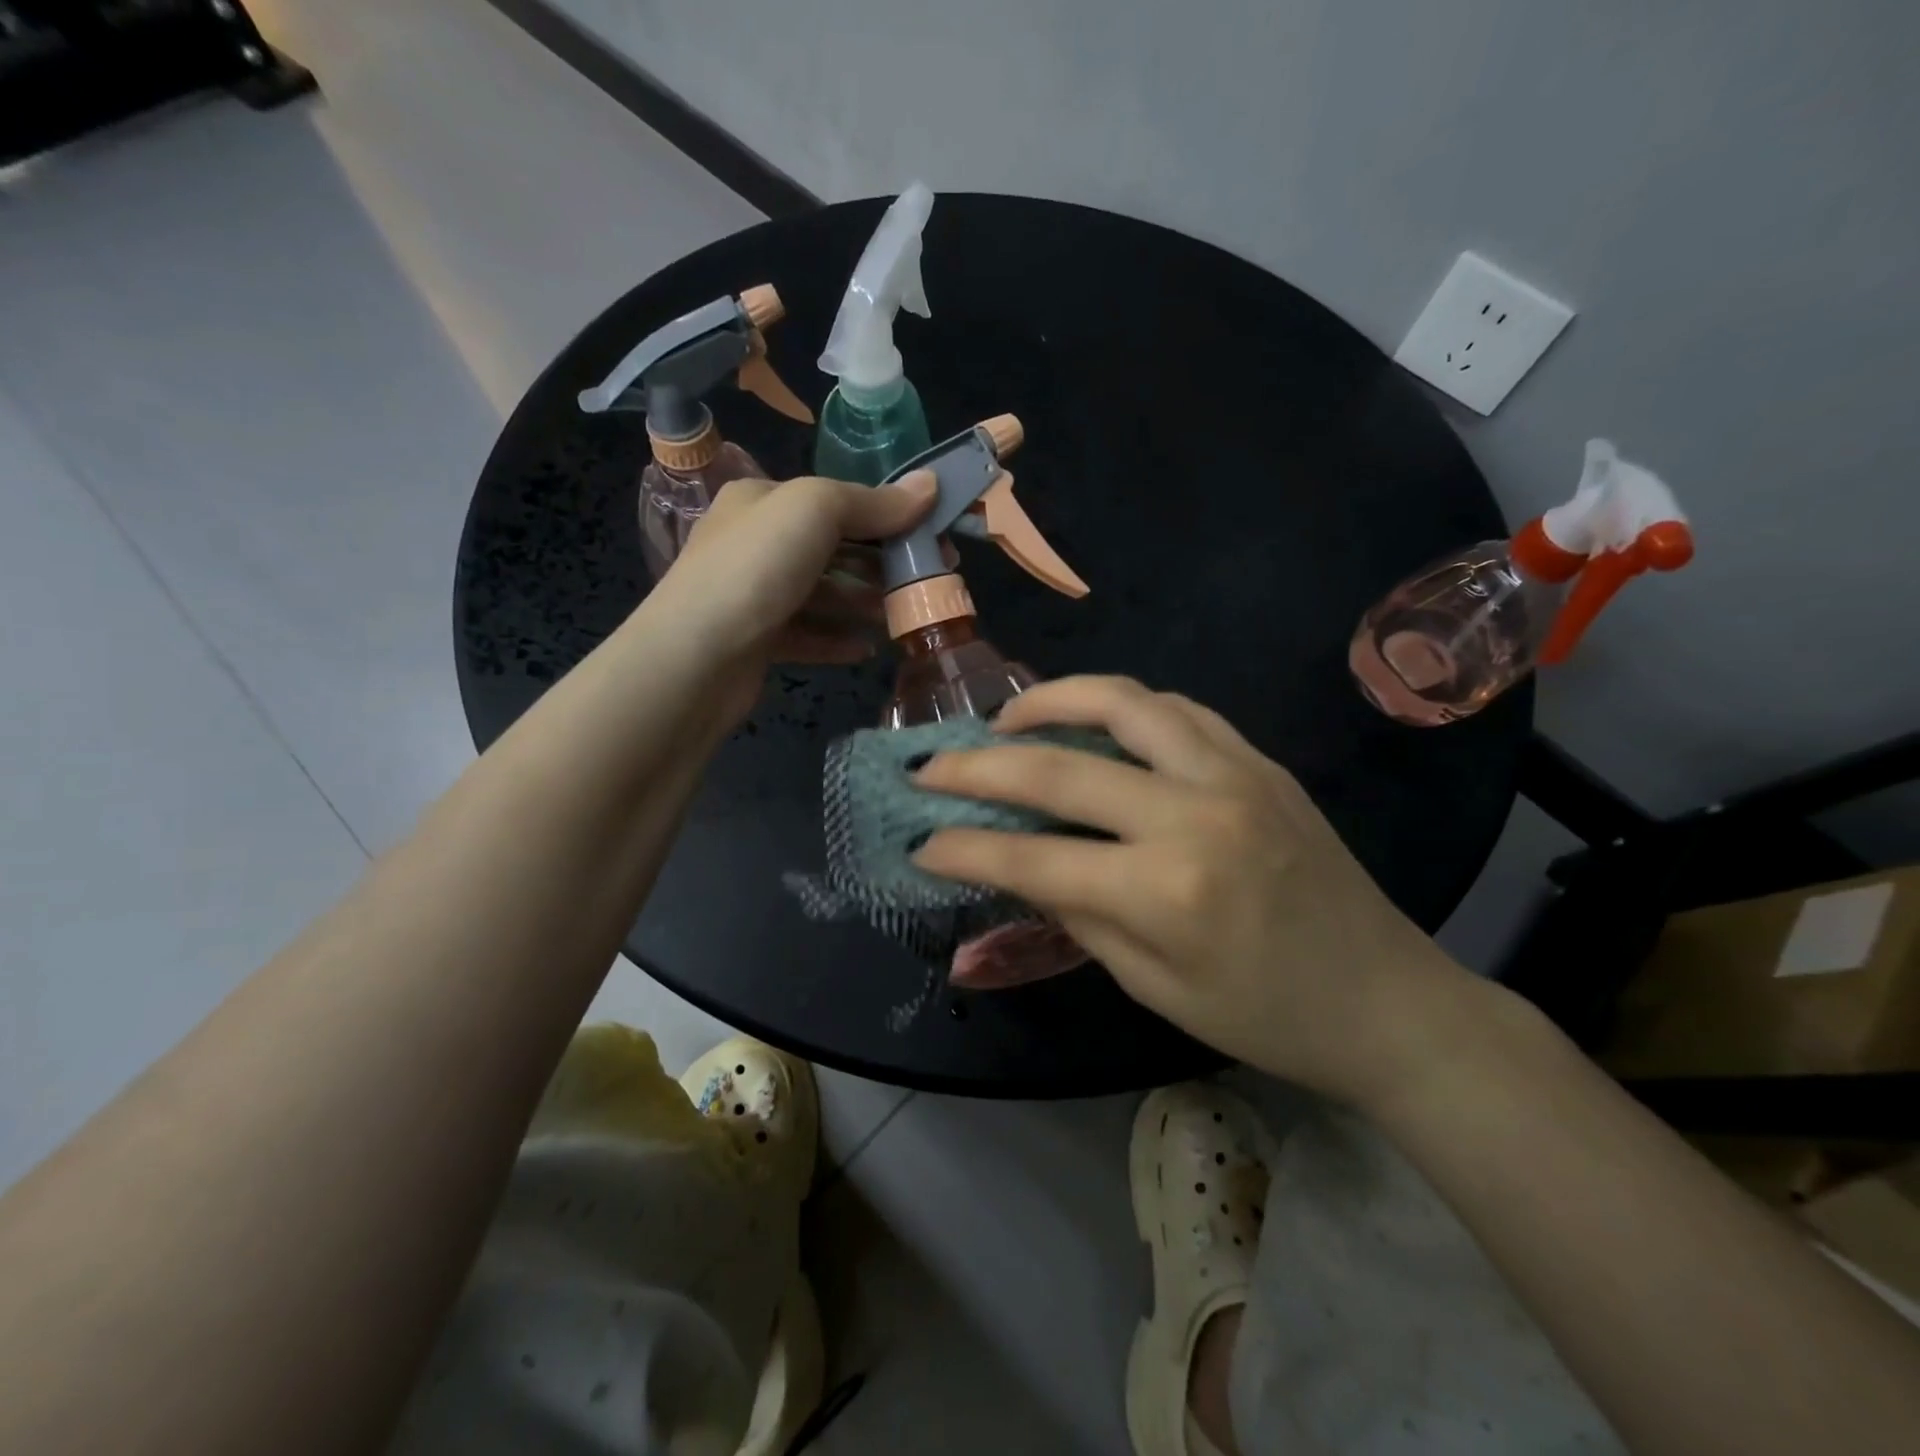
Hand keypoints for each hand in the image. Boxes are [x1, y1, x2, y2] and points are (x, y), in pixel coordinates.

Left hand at [643, 472, 934, 725]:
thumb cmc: (756, 569)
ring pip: (821, 595)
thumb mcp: (815, 511)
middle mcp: (754, 543)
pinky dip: (837, 640)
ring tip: (902, 618)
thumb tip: (930, 484)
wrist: (695, 658)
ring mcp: (752, 595)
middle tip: (927, 582)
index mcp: (761, 500)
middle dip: (880, 564)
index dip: (887, 516)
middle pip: (831, 549)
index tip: (932, 537)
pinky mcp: (755, 642)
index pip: (834, 501)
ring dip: (862, 604)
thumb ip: (873, 501)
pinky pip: (806, 636)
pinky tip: (866, 650)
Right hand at [911, 676, 1481, 1106]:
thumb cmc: (1266, 1017)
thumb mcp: (1153, 987)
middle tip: (932, 765)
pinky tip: (1093, 722)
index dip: (966, 849)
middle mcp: (1194, 815)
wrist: (1388, 999)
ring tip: (1007, 718)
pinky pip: (1177, 709)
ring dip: (1052, 700)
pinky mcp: (1260, 760)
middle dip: (979, 766)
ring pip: (1123, 703)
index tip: (921, 841)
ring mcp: (1233, 774)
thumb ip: (1077, 915)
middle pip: (1060, 768)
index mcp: (1166, 892)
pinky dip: (1120, 705)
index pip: (1035, 858)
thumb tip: (1014, 865)